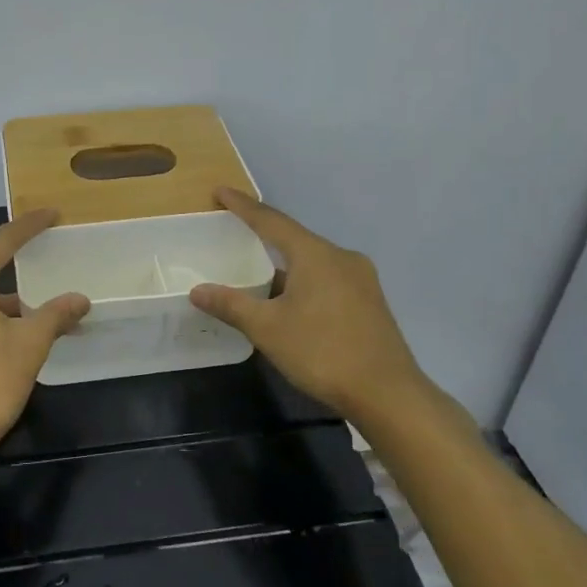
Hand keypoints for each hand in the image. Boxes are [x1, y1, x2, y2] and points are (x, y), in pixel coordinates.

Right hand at [189, 188, 426, 419]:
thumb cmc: (323, 352)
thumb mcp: (268, 329)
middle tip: (236, 230)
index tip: (221, 192)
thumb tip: (198, 291)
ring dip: (285, 263)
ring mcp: (361, 279)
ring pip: (313, 260)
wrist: (388, 394)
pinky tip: (291, 299)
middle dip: (265, 234)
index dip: (243, 206)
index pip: (271, 221)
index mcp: (315, 254)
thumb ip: (231, 305)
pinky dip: (304, 280)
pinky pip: (328, 277)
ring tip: (259, 270)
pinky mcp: (370, 301)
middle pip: (295, 238)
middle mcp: (341, 257)